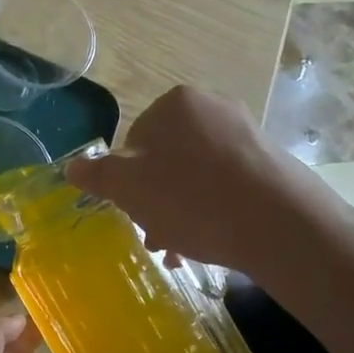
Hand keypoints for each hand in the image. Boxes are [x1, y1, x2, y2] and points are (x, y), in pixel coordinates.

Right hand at [65, 85, 353, 273]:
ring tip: (181, 248)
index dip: (127, 180)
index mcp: (175, 104)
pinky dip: (212, 208)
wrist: (281, 225)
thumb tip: (72, 166)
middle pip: (166, 158)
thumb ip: (97, 175)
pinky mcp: (270, 160)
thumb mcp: (128, 189)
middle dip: (155, 198)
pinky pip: (225, 183)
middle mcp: (212, 107)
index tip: (133, 212)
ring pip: (195, 174)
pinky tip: (212, 240)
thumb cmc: (192, 199)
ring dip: (180, 209)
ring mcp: (246, 132)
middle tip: (156, 235)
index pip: (134, 140)